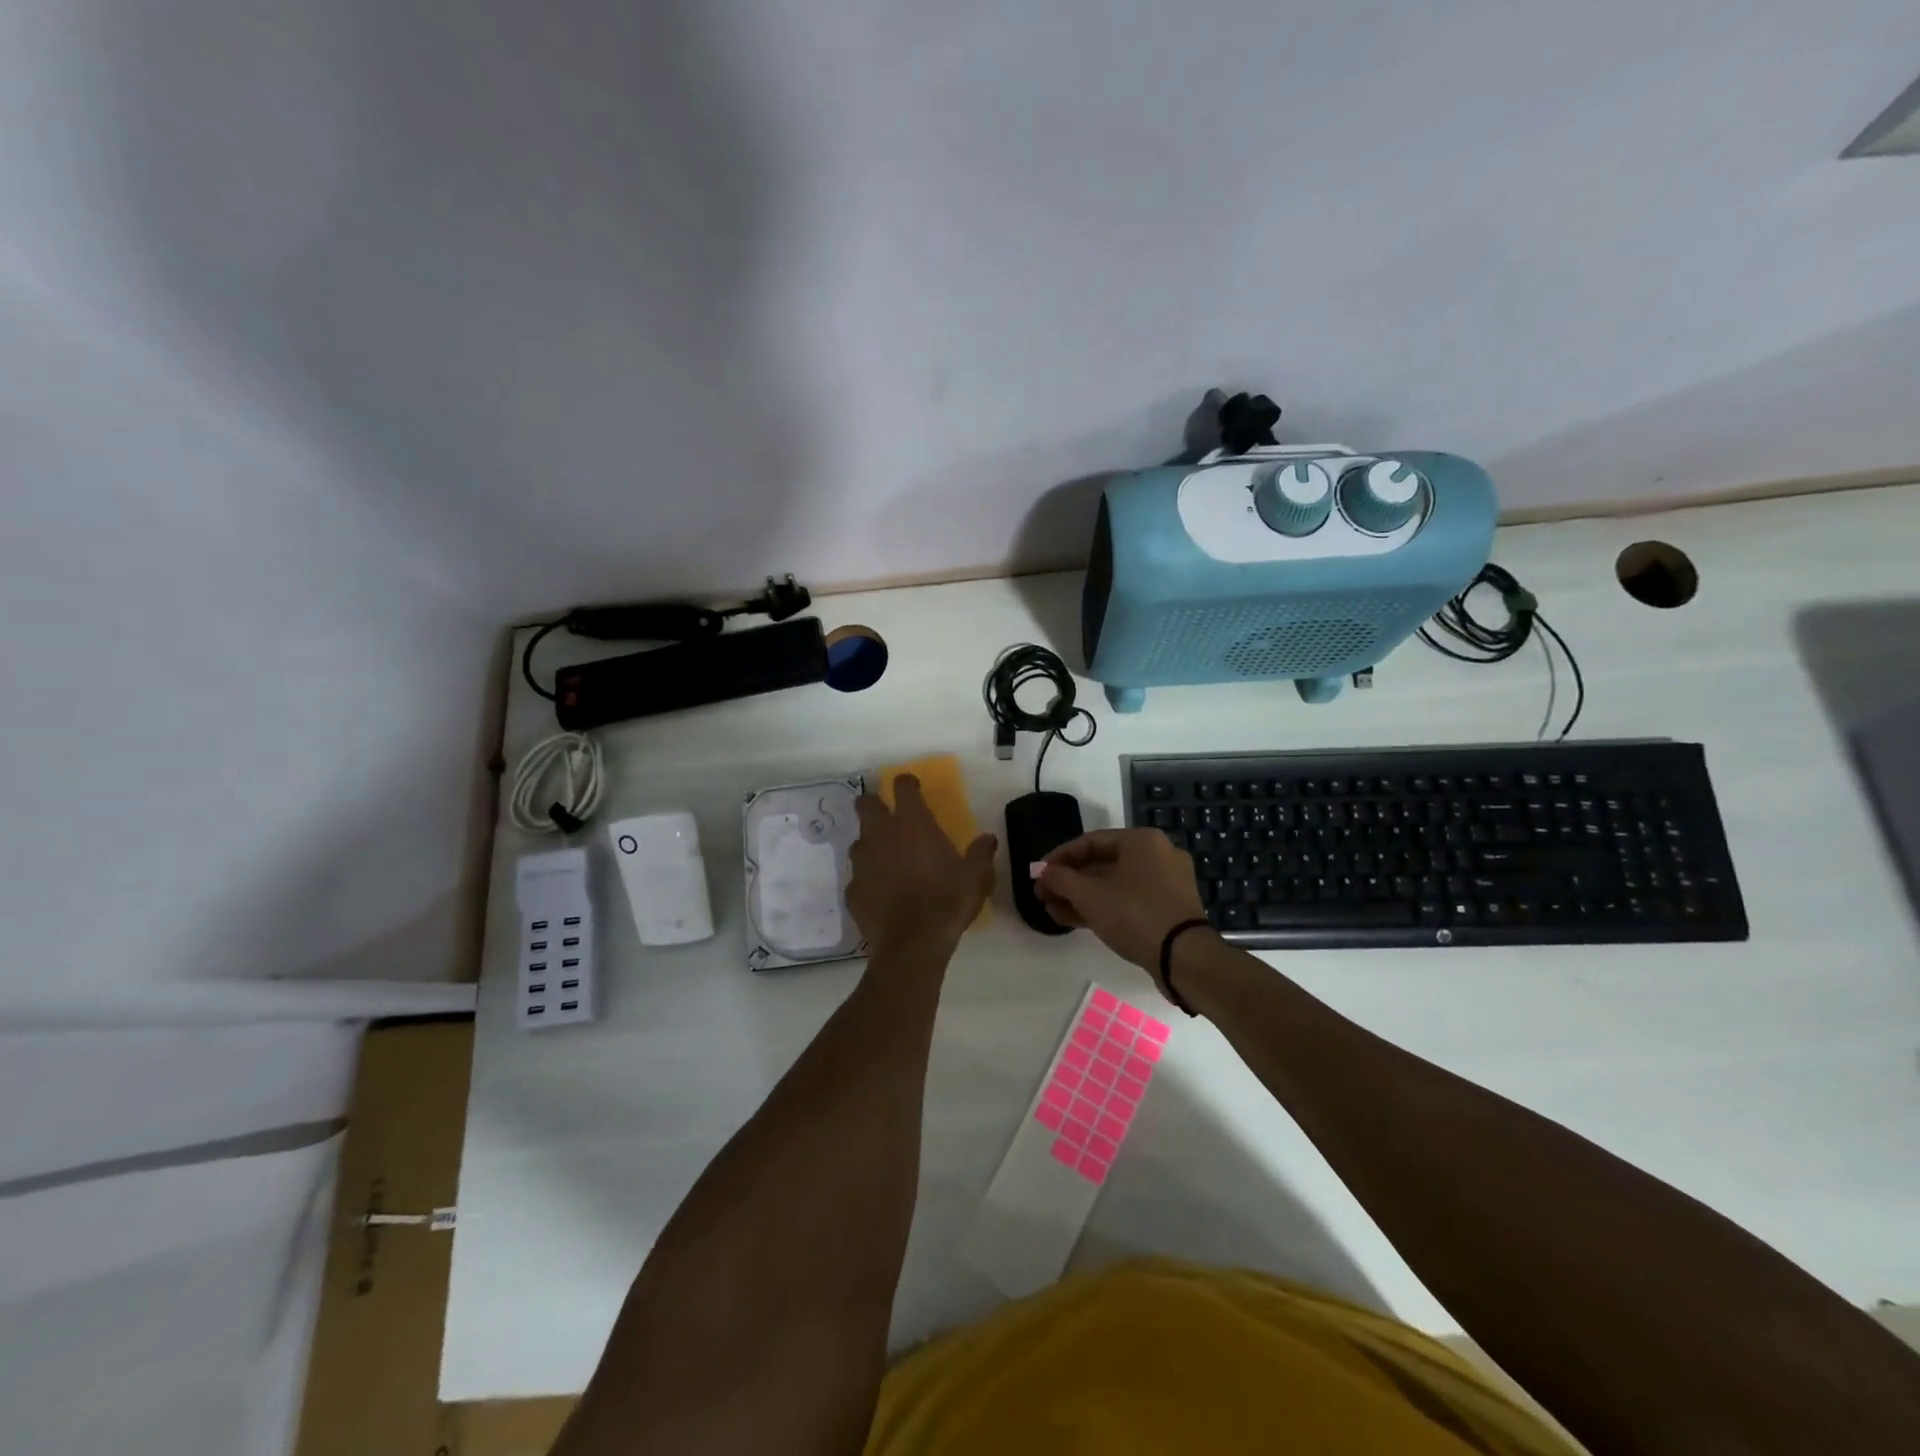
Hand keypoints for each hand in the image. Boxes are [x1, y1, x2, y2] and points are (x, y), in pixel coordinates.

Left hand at [847, 775, 997, 956]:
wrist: (912, 944)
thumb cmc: (947, 901)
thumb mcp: (975, 877)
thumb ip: (980, 853)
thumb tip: (988, 838)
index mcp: (912, 823)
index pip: (903, 786)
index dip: (907, 783)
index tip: (913, 788)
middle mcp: (881, 834)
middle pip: (866, 804)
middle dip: (874, 804)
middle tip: (887, 815)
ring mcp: (862, 861)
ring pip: (859, 841)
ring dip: (871, 845)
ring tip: (887, 860)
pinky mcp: (852, 889)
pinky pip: (858, 876)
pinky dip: (868, 880)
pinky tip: (881, 893)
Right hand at [1035, 829, 1207, 979]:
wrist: (1185, 958)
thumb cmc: (1135, 915)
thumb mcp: (1090, 896)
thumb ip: (1061, 880)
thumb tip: (1043, 872)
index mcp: (1142, 840)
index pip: (1090, 842)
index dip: (1059, 858)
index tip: (1038, 875)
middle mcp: (1158, 854)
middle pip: (1102, 863)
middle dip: (1069, 881)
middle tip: (1044, 896)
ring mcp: (1167, 882)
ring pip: (1114, 884)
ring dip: (1082, 897)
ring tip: (1054, 912)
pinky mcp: (1169, 907)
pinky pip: (1129, 899)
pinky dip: (1104, 906)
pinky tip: (1076, 920)